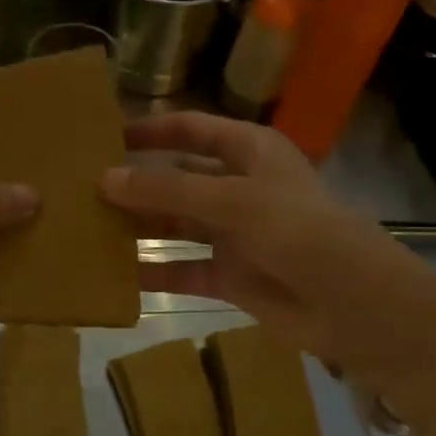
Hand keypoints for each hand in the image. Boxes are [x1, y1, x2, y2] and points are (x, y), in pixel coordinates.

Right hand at [100, 112, 404, 365]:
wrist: (355, 306)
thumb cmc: (300, 232)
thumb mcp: (232, 201)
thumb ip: (168, 190)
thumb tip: (105, 178)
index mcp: (250, 152)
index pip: (191, 129)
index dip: (150, 130)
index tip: (103, 137)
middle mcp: (239, 187)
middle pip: (177, 178)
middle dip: (135, 182)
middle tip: (81, 188)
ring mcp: (234, 234)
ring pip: (175, 225)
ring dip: (138, 227)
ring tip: (87, 227)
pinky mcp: (230, 276)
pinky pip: (182, 269)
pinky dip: (153, 272)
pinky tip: (114, 274)